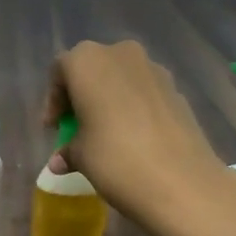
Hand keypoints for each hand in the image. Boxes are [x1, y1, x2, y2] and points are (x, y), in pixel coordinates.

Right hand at [44, 39, 235, 235]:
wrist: (182, 181)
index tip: (54, 127)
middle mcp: (119, 54)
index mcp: (87, 61)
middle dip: (82, 95)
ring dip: (110, 98)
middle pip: (92, 68)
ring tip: (107, 132)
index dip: (53, 100)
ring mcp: (153, 68)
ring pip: (121, 77)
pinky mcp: (176, 88)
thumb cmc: (115, 159)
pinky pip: (145, 91)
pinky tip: (135, 136)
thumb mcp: (81, 157)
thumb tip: (60, 160)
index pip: (60, 71)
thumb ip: (68, 150)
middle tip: (78, 125)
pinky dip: (134, 106)